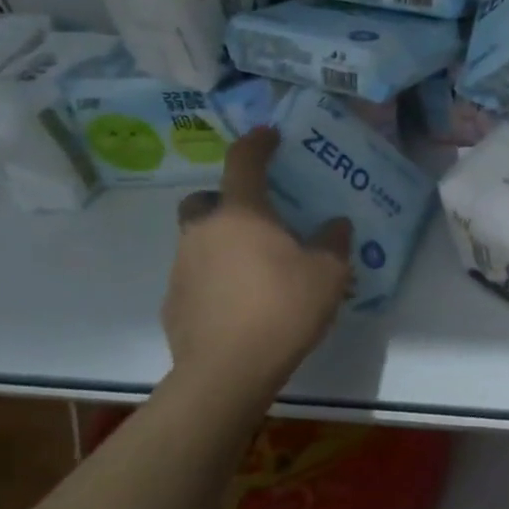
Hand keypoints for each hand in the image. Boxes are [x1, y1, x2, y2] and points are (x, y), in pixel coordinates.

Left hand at [160, 128, 352, 396]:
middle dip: (224, 200)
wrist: (226, 373)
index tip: (269, 135)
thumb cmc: (282, 308)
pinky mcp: (174, 304)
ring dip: (222, 243)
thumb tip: (335, 224)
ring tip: (256, 268)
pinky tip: (240, 303)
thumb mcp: (328, 272)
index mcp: (242, 214)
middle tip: (256, 218)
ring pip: (198, 240)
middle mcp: (204, 232)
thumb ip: (334, 241)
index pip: (244, 162)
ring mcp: (182, 269)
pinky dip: (214, 279)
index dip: (258, 143)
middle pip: (204, 200)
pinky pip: (195, 277)